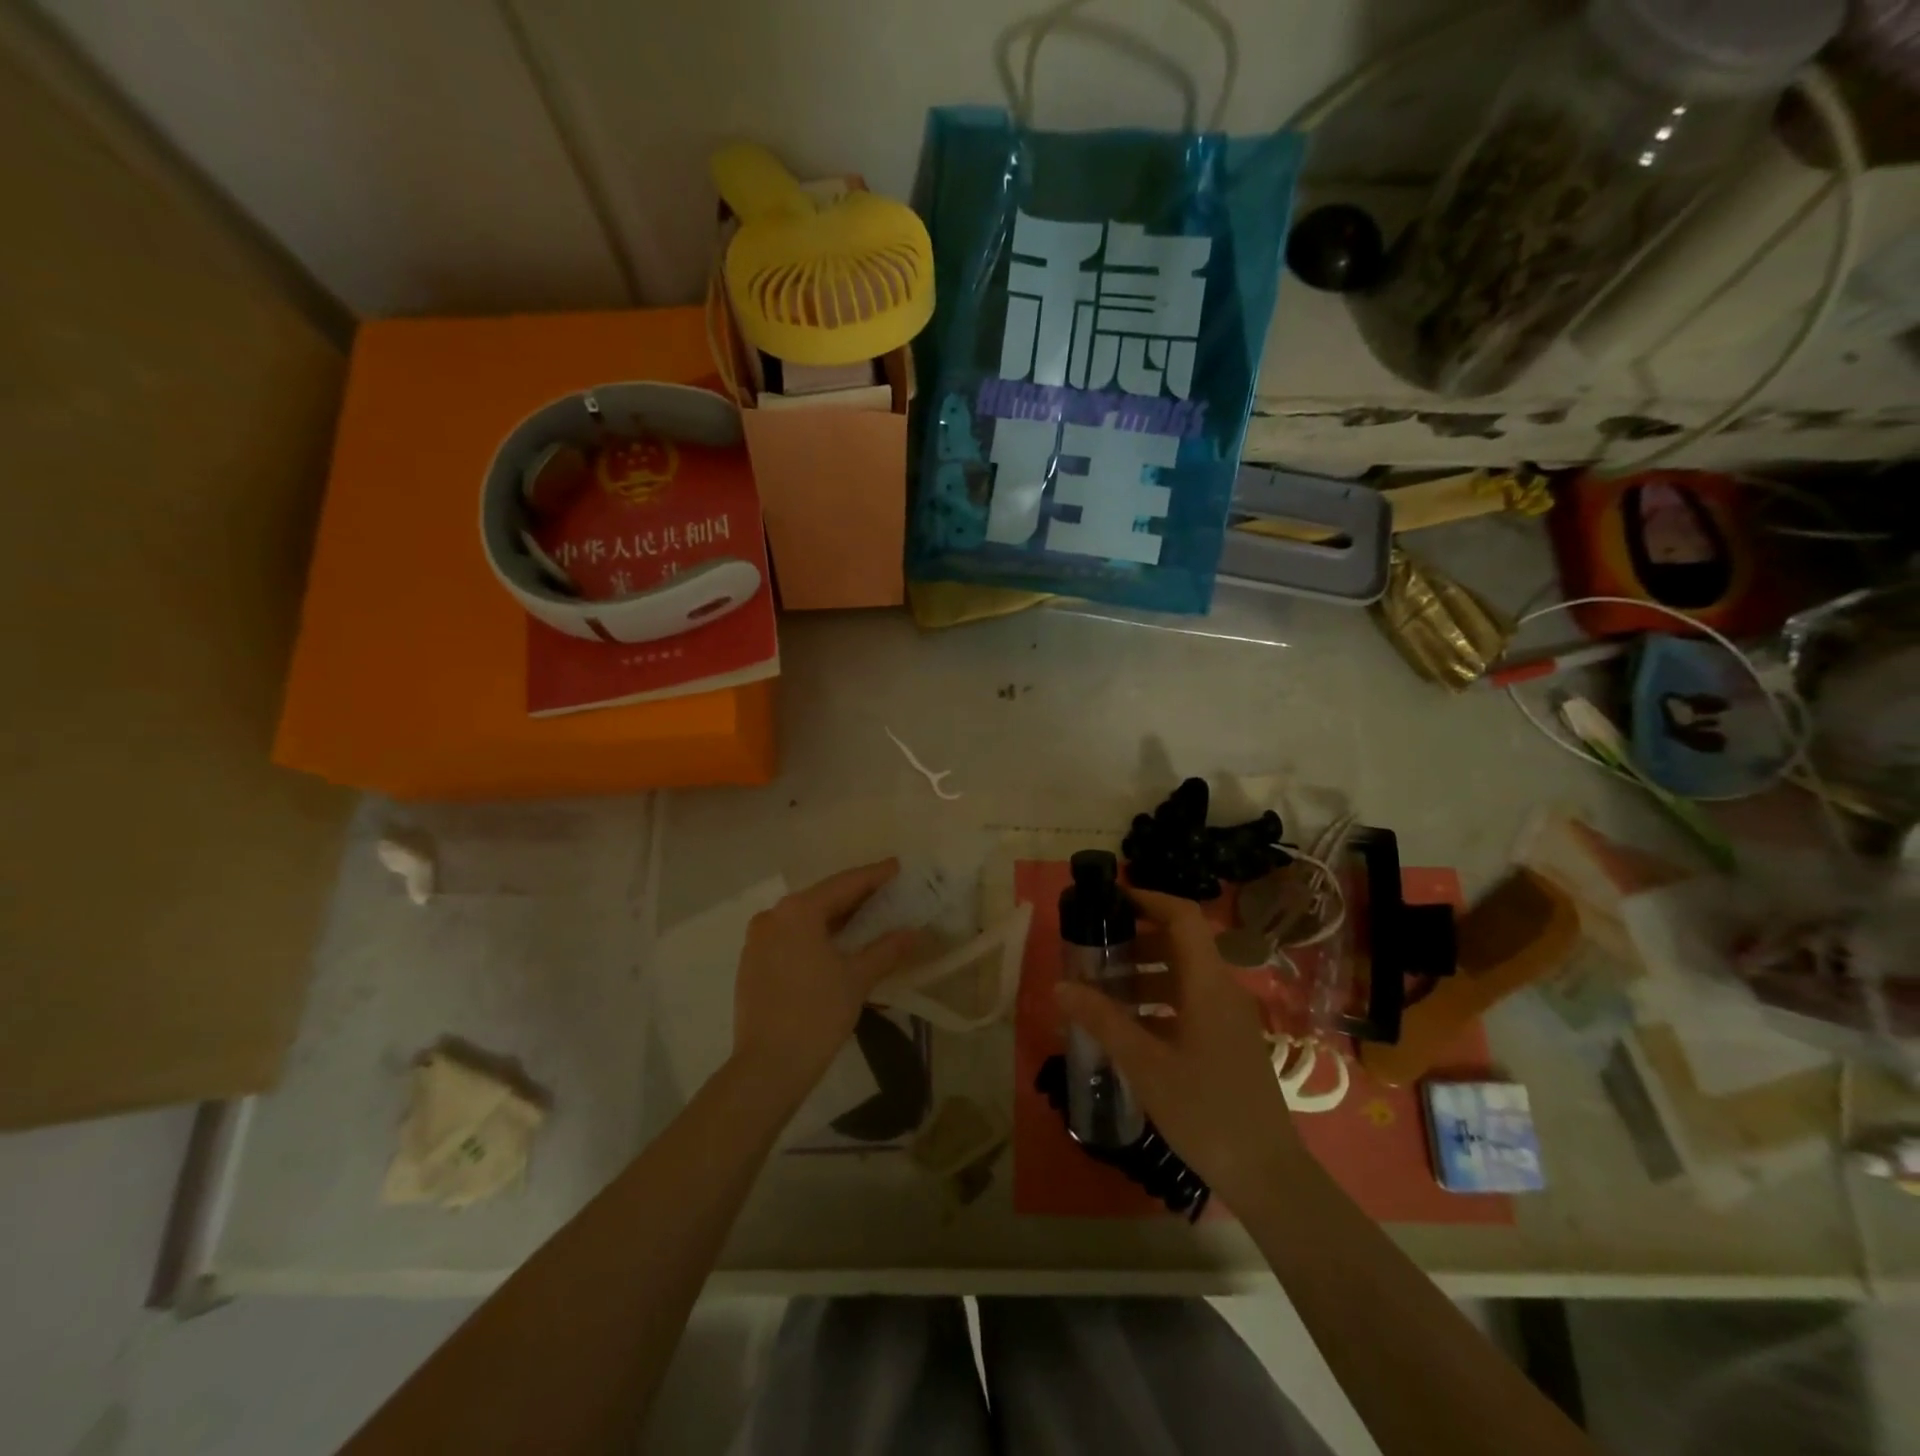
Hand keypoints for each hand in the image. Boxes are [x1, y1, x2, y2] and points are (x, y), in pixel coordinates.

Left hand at [731, 860, 917, 1104]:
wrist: (767, 1067)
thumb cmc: (816, 1014)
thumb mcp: (857, 979)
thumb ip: (886, 949)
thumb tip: (913, 933)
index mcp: (798, 911)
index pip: (845, 884)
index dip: (874, 875)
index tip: (896, 867)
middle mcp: (773, 916)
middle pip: (823, 898)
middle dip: (856, 896)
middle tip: (887, 893)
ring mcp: (758, 940)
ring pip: (805, 919)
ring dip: (835, 918)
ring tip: (868, 918)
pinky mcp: (752, 963)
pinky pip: (791, 937)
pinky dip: (816, 936)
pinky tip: (837, 945)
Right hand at [1055, 886, 1304, 1207]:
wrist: (1267, 1175)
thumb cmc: (1205, 1111)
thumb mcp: (1146, 1065)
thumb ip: (1103, 1021)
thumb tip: (1060, 985)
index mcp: (1208, 984)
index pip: (1183, 917)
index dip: (1148, 899)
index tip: (1110, 901)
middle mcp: (1222, 990)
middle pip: (1179, 944)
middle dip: (1135, 939)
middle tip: (1093, 949)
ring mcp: (1228, 1017)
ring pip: (1182, 976)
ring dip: (1143, 973)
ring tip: (1100, 988)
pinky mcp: (1227, 1041)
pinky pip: (1188, 1003)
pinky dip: (1157, 1001)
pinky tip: (1127, 1026)